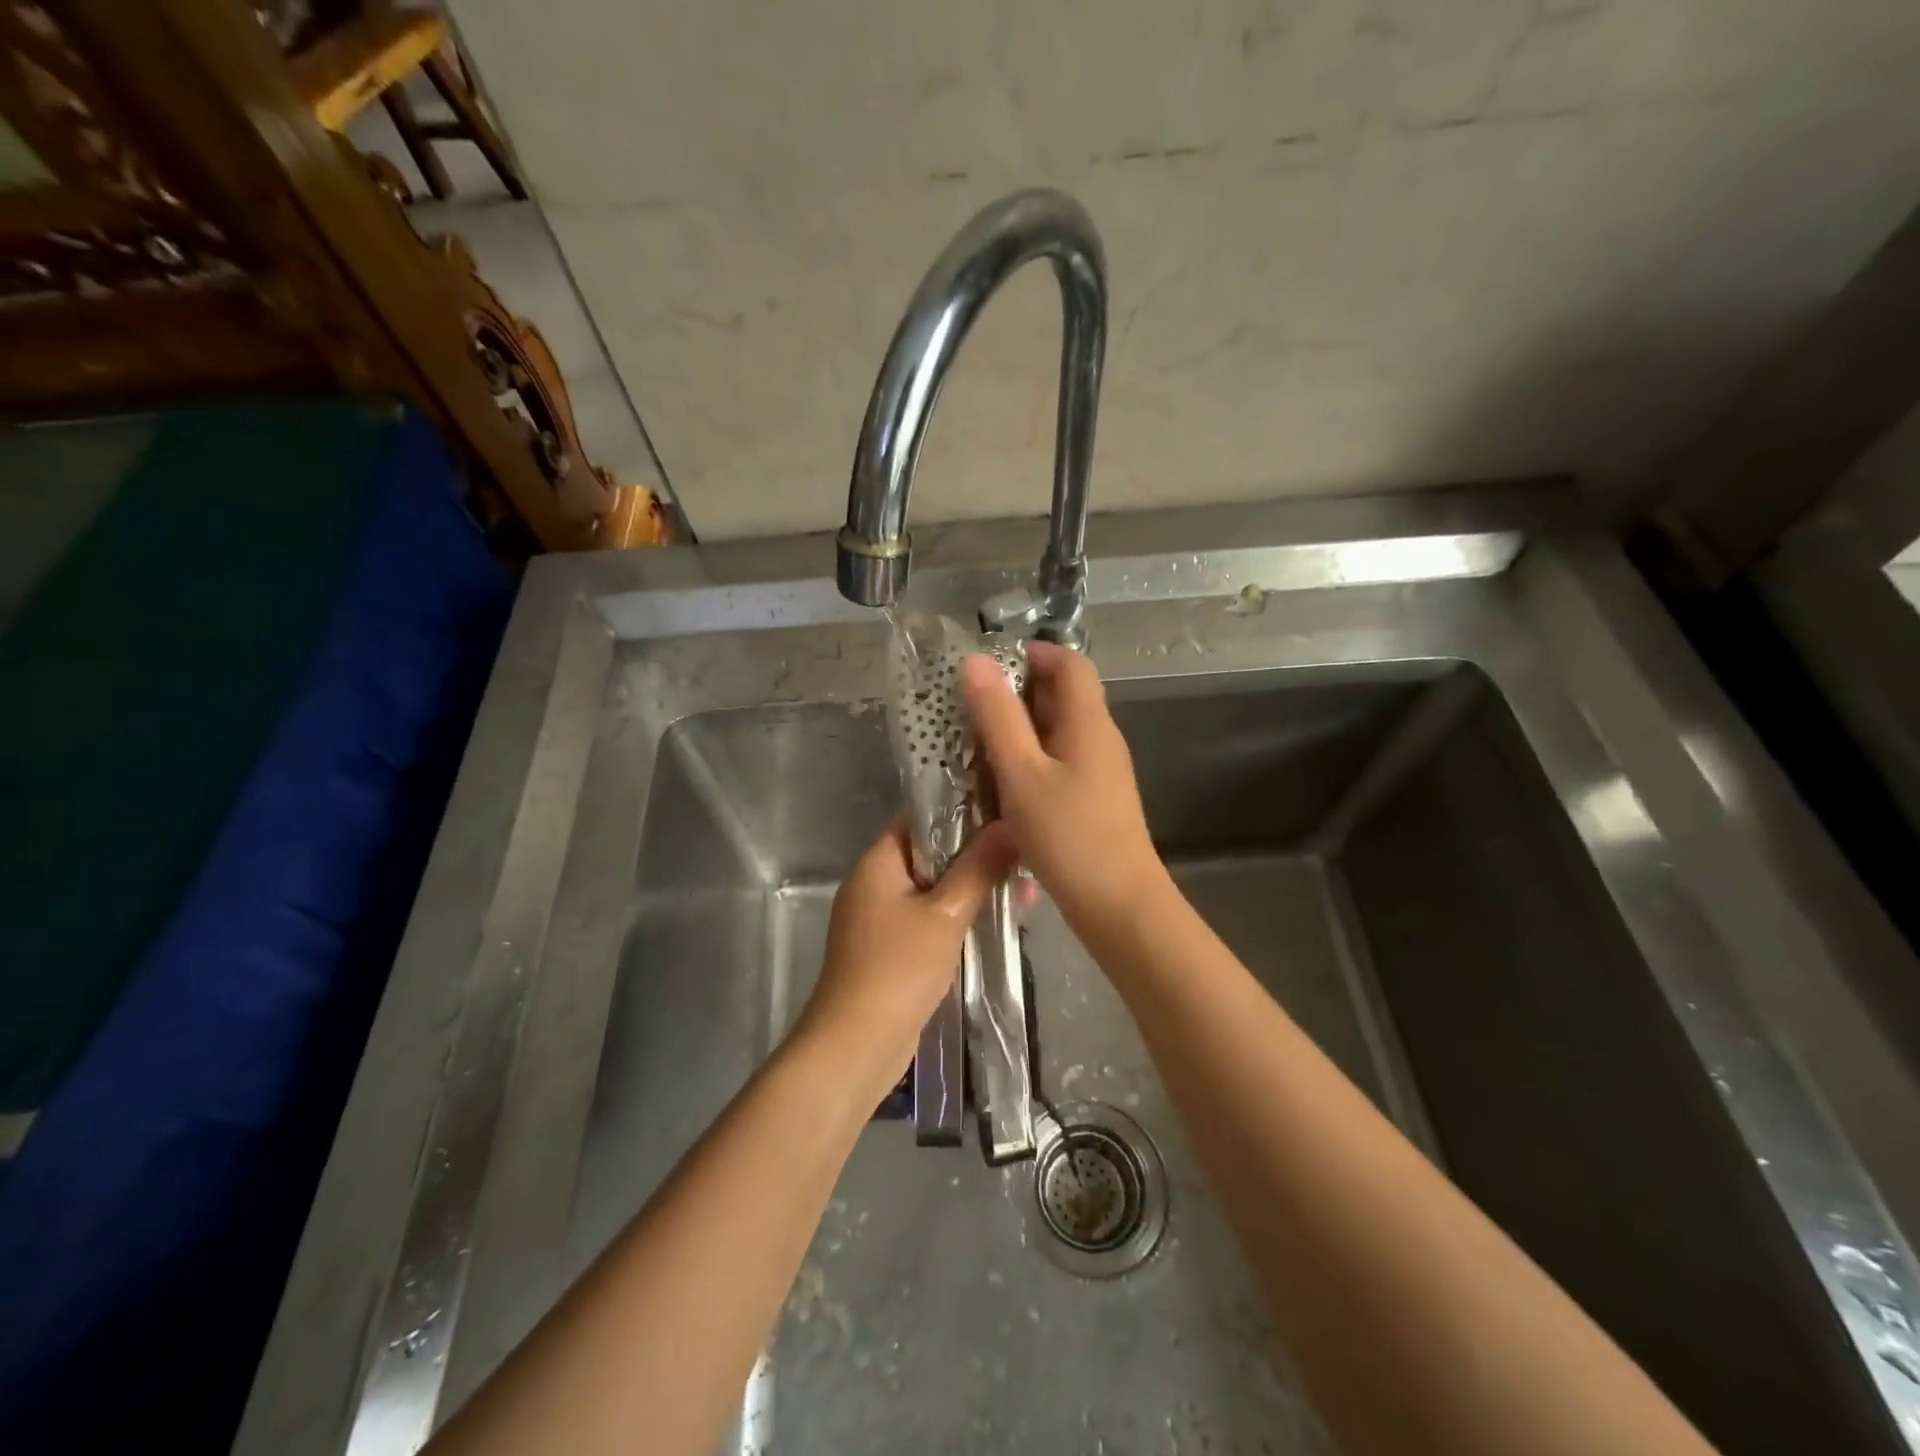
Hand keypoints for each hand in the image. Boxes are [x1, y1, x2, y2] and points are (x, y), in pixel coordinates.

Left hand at [794, 818, 1014, 1095]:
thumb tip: (1010, 824)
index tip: (1005, 809)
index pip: (920, 816)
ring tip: (1025, 889)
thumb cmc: (898, 968)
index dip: (961, 809)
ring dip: (974, 889)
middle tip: (1024, 854)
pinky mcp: (892, 950)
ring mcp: (882, 919)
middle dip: (977, 855)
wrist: (857, 1045)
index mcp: (878, 862)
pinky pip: (930, 919)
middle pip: (931, 853)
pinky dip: (959, 917)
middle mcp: (875, 883)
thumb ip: (979, 867)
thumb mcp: (946, 913)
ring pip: (935, 889)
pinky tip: (1000, 920)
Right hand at [960, 641, 1164, 933]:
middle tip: (969, 707)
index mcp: (1088, 722)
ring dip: (1018, 730)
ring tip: (975, 744)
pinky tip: (1000, 783)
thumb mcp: (1022, 774)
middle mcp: (1099, 738)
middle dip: (1016, 693)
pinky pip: (1057, 762)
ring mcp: (1099, 770)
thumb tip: (975, 662)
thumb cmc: (1070, 836)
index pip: (1069, 663)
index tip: (986, 668)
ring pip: (1056, 732)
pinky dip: (1028, 761)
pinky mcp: (1092, 798)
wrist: (1118, 905)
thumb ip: (998, 717)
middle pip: (1062, 695)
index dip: (1031, 654)